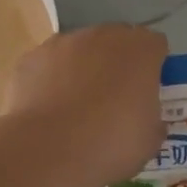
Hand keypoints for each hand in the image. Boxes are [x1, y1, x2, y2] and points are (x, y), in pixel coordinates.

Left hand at [5, 25, 166, 186]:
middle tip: (115, 98)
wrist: (48, 150)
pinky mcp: (31, 58)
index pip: (155, 45)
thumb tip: (148, 122)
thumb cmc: (111, 143)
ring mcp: (63, 43)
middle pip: (117, 41)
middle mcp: (103, 36)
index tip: (149, 90)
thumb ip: (153, 120)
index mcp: (140, 50)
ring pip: (80, 50)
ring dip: (83, 69)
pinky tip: (49, 110)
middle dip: (118, 63)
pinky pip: (49, 65)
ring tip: (76, 107)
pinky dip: (51, 80)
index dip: (154, 66)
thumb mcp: (149, 140)